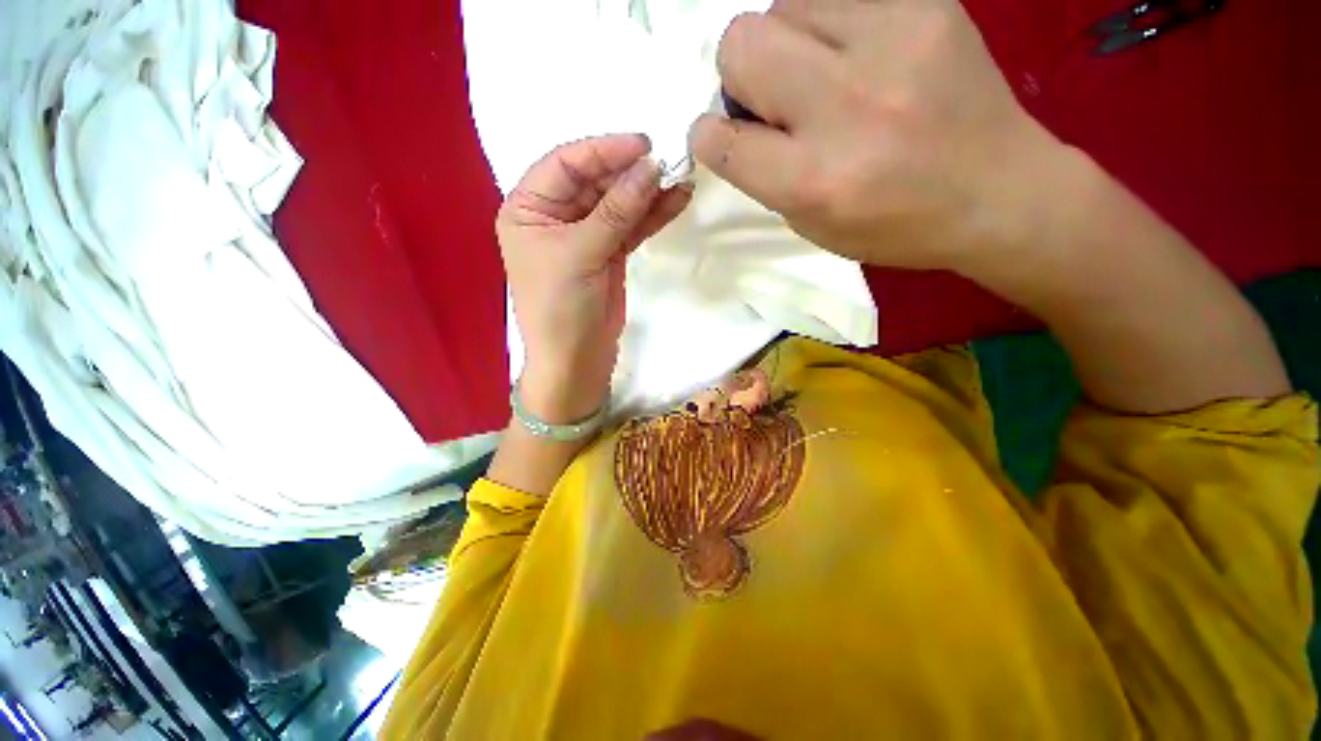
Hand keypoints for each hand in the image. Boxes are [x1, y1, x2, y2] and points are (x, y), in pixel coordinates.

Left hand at [498, 134, 691, 422]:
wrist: (576, 361)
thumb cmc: (561, 309)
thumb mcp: (581, 255)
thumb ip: (616, 211)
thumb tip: (651, 167)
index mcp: (529, 209)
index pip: (566, 164)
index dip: (604, 151)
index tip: (644, 145)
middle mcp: (555, 216)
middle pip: (596, 182)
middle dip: (632, 173)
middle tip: (670, 165)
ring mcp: (586, 235)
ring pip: (619, 204)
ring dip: (649, 194)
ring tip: (682, 179)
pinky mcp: (609, 253)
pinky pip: (631, 227)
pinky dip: (652, 216)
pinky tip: (676, 201)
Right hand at [690, 0, 1063, 278]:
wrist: (1000, 192)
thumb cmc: (896, 226)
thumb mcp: (814, 226)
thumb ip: (767, 177)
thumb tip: (735, 127)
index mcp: (813, 181)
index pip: (722, 140)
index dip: (709, 136)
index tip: (721, 135)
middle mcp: (844, 107)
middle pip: (741, 43)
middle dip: (739, 74)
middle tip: (772, 99)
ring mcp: (889, 44)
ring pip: (782, 5)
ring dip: (784, 44)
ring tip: (819, 75)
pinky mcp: (925, 6)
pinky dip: (827, 24)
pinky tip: (856, 55)